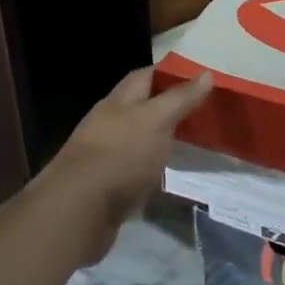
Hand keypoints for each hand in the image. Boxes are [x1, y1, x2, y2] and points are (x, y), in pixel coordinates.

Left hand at [40, 67, 211, 267]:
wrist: (79, 211)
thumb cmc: (121, 155)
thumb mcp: (157, 120)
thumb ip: (180, 98)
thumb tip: (206, 73)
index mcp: (119, 101)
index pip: (146, 76)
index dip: (171, 74)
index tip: (201, 80)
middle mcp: (109, 123)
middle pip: (142, 107)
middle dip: (169, 107)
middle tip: (204, 112)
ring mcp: (106, 154)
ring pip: (139, 138)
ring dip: (162, 138)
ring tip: (194, 142)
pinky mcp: (108, 184)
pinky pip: (136, 168)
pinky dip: (153, 167)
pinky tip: (169, 173)